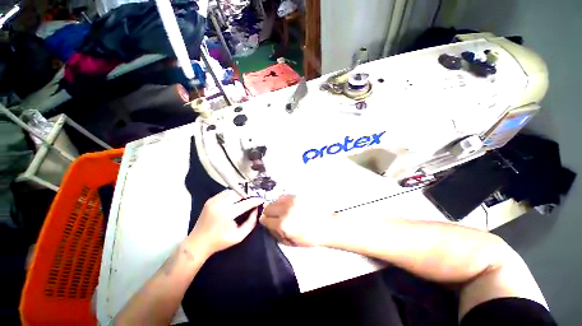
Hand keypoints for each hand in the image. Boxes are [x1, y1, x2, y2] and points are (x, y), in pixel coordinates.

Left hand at [186, 190, 263, 257]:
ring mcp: (214, 200)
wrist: (198, 243)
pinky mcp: (210, 200)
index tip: (262, 199)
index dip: (255, 200)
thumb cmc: (220, 241)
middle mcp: (220, 204)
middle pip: (239, 194)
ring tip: (246, 198)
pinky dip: (233, 194)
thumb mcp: (239, 236)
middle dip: (249, 195)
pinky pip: (225, 193)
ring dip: (241, 194)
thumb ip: (251, 222)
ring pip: (232, 191)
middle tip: (255, 198)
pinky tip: (236, 199)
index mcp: (227, 214)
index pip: (245, 203)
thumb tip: (256, 210)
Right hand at [260, 195, 336, 246]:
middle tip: (275, 217)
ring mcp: (292, 201)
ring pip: (275, 200)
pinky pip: (284, 196)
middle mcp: (285, 210)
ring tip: (283, 211)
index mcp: (283, 225)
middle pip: (268, 207)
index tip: (268, 222)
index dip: (265, 222)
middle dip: (269, 213)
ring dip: (276, 206)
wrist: (327, 225)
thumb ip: (275, 233)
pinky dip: (283, 201)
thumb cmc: (310, 238)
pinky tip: (289, 206)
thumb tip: (267, 225)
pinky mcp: (297, 195)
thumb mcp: (290, 242)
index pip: (264, 219)